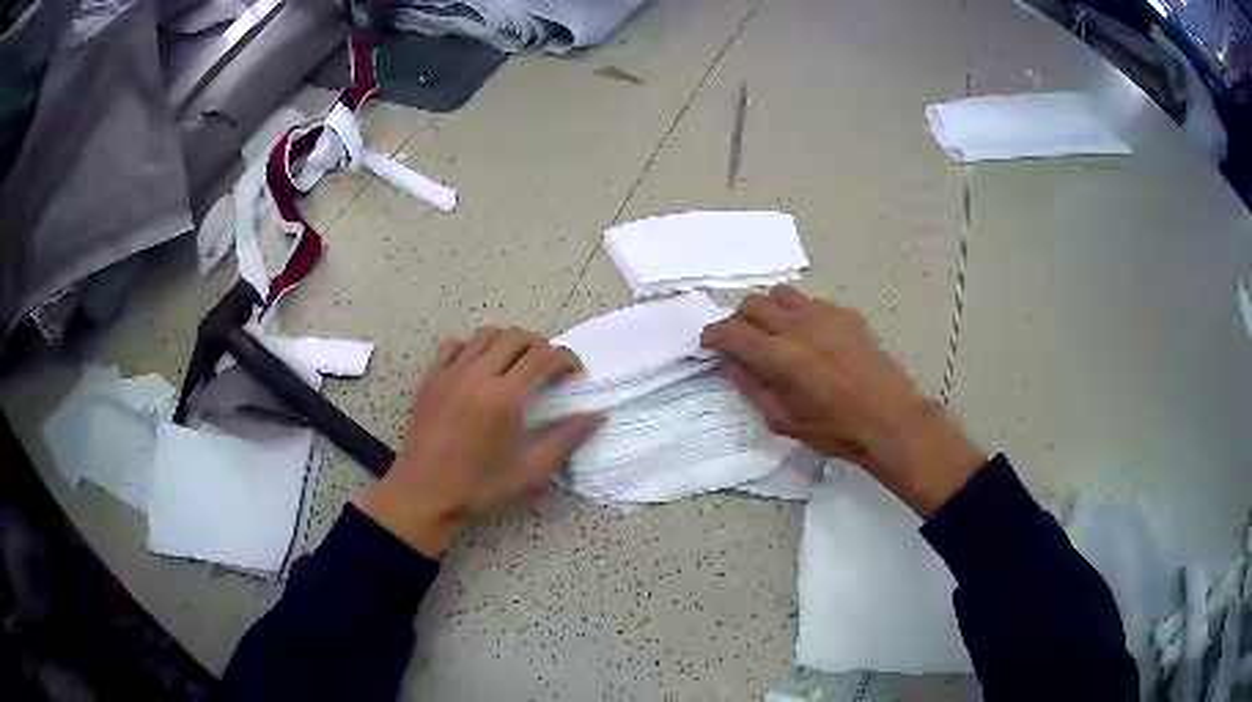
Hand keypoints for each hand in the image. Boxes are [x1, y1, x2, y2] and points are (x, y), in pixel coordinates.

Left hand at [355, 327, 603, 555]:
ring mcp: (451, 373)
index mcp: (505, 398)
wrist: (424, 493)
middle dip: (540, 346)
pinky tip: (479, 367)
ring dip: (508, 342)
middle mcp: (478, 375)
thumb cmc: (479, 486)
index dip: (566, 359)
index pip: (544, 357)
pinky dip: (473, 346)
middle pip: (517, 337)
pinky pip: (455, 344)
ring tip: (516, 363)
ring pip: (486, 334)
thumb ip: (566, 439)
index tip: (575, 373)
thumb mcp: (531, 471)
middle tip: (549, 368)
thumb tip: (597, 417)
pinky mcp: (431, 378)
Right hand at [701, 285, 983, 516]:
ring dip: (766, 310)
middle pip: (753, 304)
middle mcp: (799, 326)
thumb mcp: (784, 420)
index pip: (732, 332)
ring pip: (780, 294)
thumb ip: (751, 387)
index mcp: (781, 357)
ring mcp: (825, 314)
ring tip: (771, 332)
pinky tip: (806, 337)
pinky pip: (809, 301)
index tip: (708, 344)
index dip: (713, 336)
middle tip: (738, 341)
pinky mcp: (845, 313)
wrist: (889, 419)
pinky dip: (796, 313)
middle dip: (737, 320)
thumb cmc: (835, 430)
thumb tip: (727, 365)